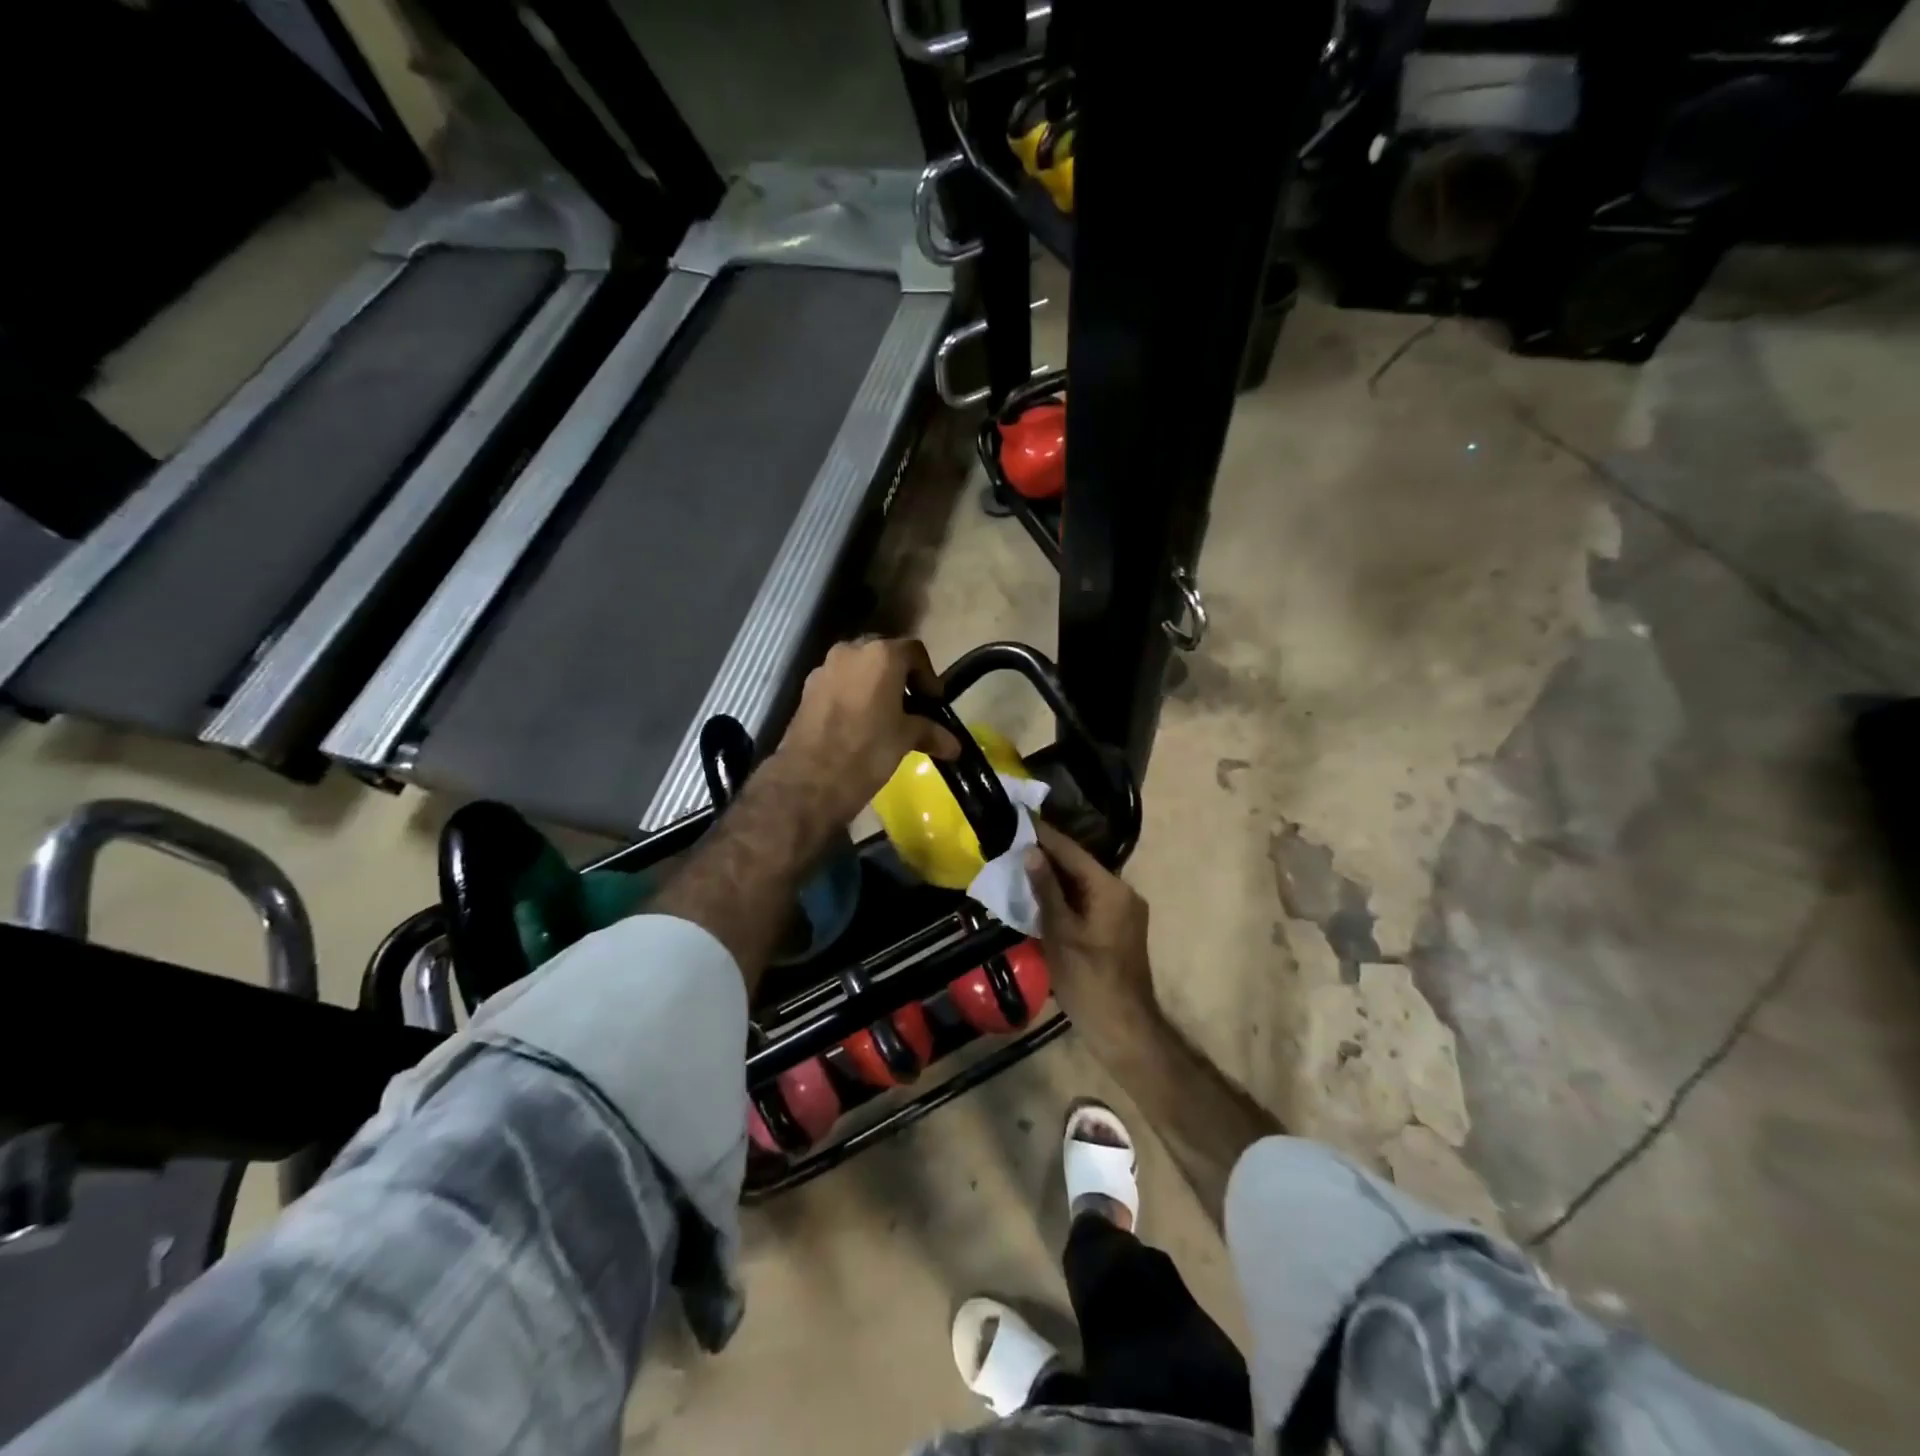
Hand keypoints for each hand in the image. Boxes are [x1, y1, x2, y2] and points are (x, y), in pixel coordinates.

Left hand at [772, 637, 960, 826]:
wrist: (809, 780)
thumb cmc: (867, 751)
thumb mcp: (905, 739)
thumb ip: (930, 732)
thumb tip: (954, 746)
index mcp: (881, 655)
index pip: (914, 652)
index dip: (929, 677)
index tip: (933, 703)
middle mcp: (851, 651)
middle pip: (884, 655)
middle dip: (900, 677)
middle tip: (911, 706)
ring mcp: (824, 669)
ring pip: (858, 668)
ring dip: (874, 685)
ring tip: (885, 717)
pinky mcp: (807, 690)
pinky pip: (838, 683)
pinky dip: (852, 695)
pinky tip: (858, 724)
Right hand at [1026, 819, 1154, 1024]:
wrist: (1123, 1028)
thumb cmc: (1088, 980)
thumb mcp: (1060, 933)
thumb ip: (1046, 890)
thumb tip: (1030, 851)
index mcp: (1111, 889)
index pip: (1072, 851)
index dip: (1044, 835)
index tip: (1019, 817)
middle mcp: (1122, 892)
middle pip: (1079, 865)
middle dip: (1046, 855)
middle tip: (1011, 842)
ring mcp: (1123, 911)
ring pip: (1082, 884)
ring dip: (1053, 877)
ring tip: (1018, 864)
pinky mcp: (1117, 928)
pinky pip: (1087, 901)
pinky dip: (1065, 896)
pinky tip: (1039, 896)